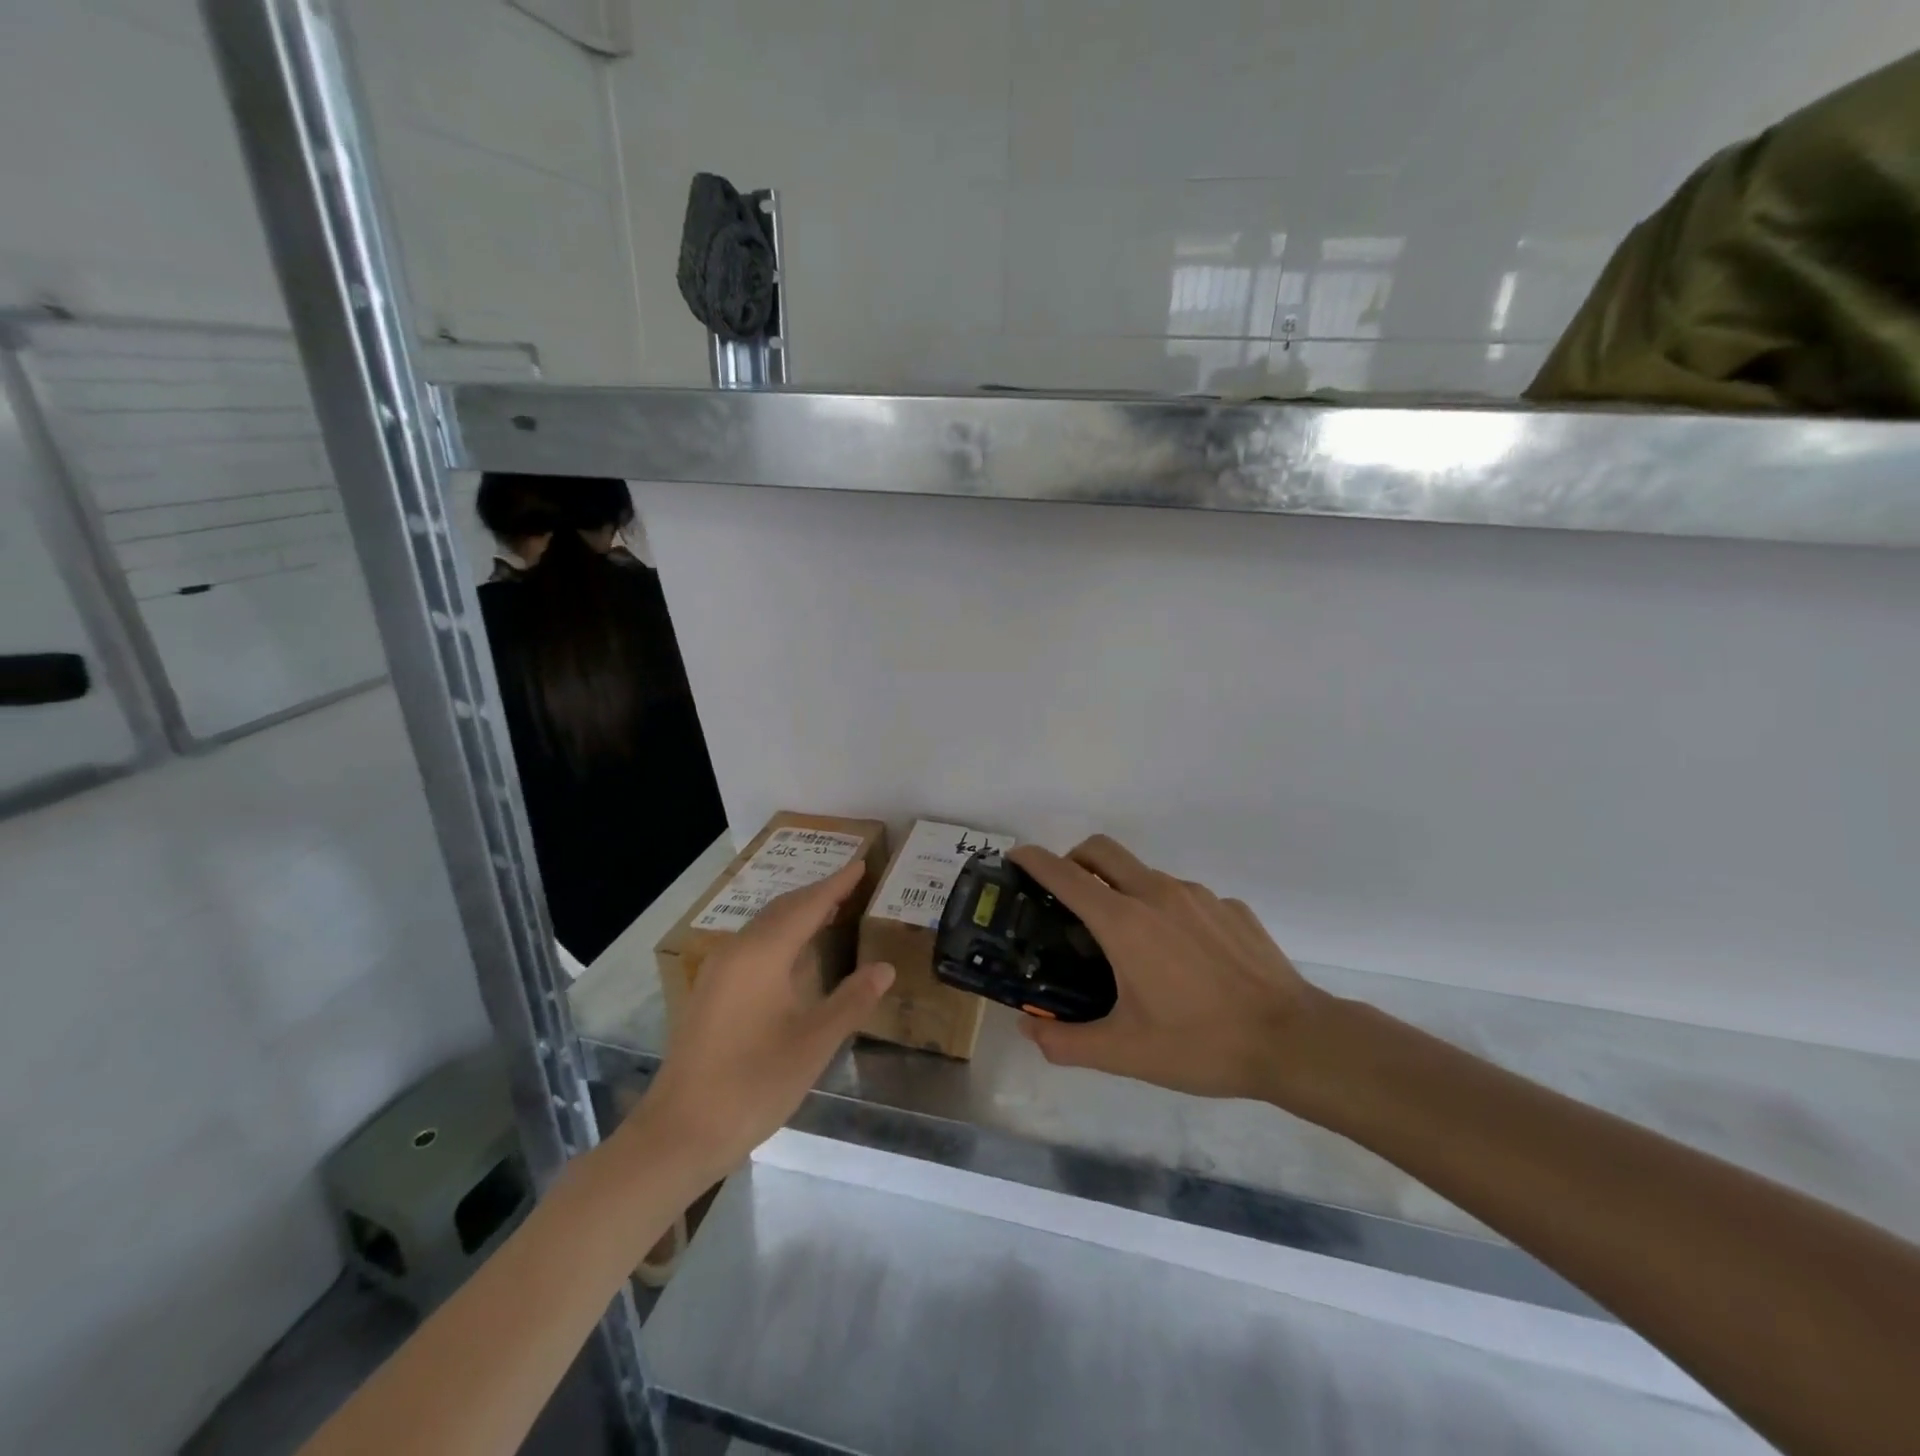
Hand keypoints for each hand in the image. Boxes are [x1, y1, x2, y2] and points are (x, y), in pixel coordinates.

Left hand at [621, 863, 893, 1182]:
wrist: (679, 1132)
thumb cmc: (753, 1084)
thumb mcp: (813, 1043)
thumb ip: (851, 1000)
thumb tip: (885, 968)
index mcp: (763, 954)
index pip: (807, 906)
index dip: (836, 885)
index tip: (861, 864)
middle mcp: (736, 951)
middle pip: (782, 909)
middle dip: (817, 894)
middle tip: (851, 884)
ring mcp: (717, 971)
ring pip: (764, 927)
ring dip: (797, 914)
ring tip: (829, 911)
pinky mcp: (709, 992)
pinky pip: (752, 945)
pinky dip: (780, 936)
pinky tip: (793, 954)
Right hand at [1011, 836, 1329, 1107]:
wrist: (1293, 1040)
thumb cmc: (1200, 1043)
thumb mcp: (1124, 1053)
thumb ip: (1067, 1042)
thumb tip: (1030, 1031)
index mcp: (1124, 921)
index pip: (1065, 874)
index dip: (1033, 859)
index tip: (1015, 857)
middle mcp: (1157, 893)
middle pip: (1102, 850)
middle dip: (1075, 859)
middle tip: (1067, 895)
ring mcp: (1199, 896)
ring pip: (1145, 874)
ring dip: (1124, 890)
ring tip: (1130, 942)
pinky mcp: (1231, 908)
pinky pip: (1186, 898)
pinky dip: (1169, 912)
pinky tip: (1184, 958)